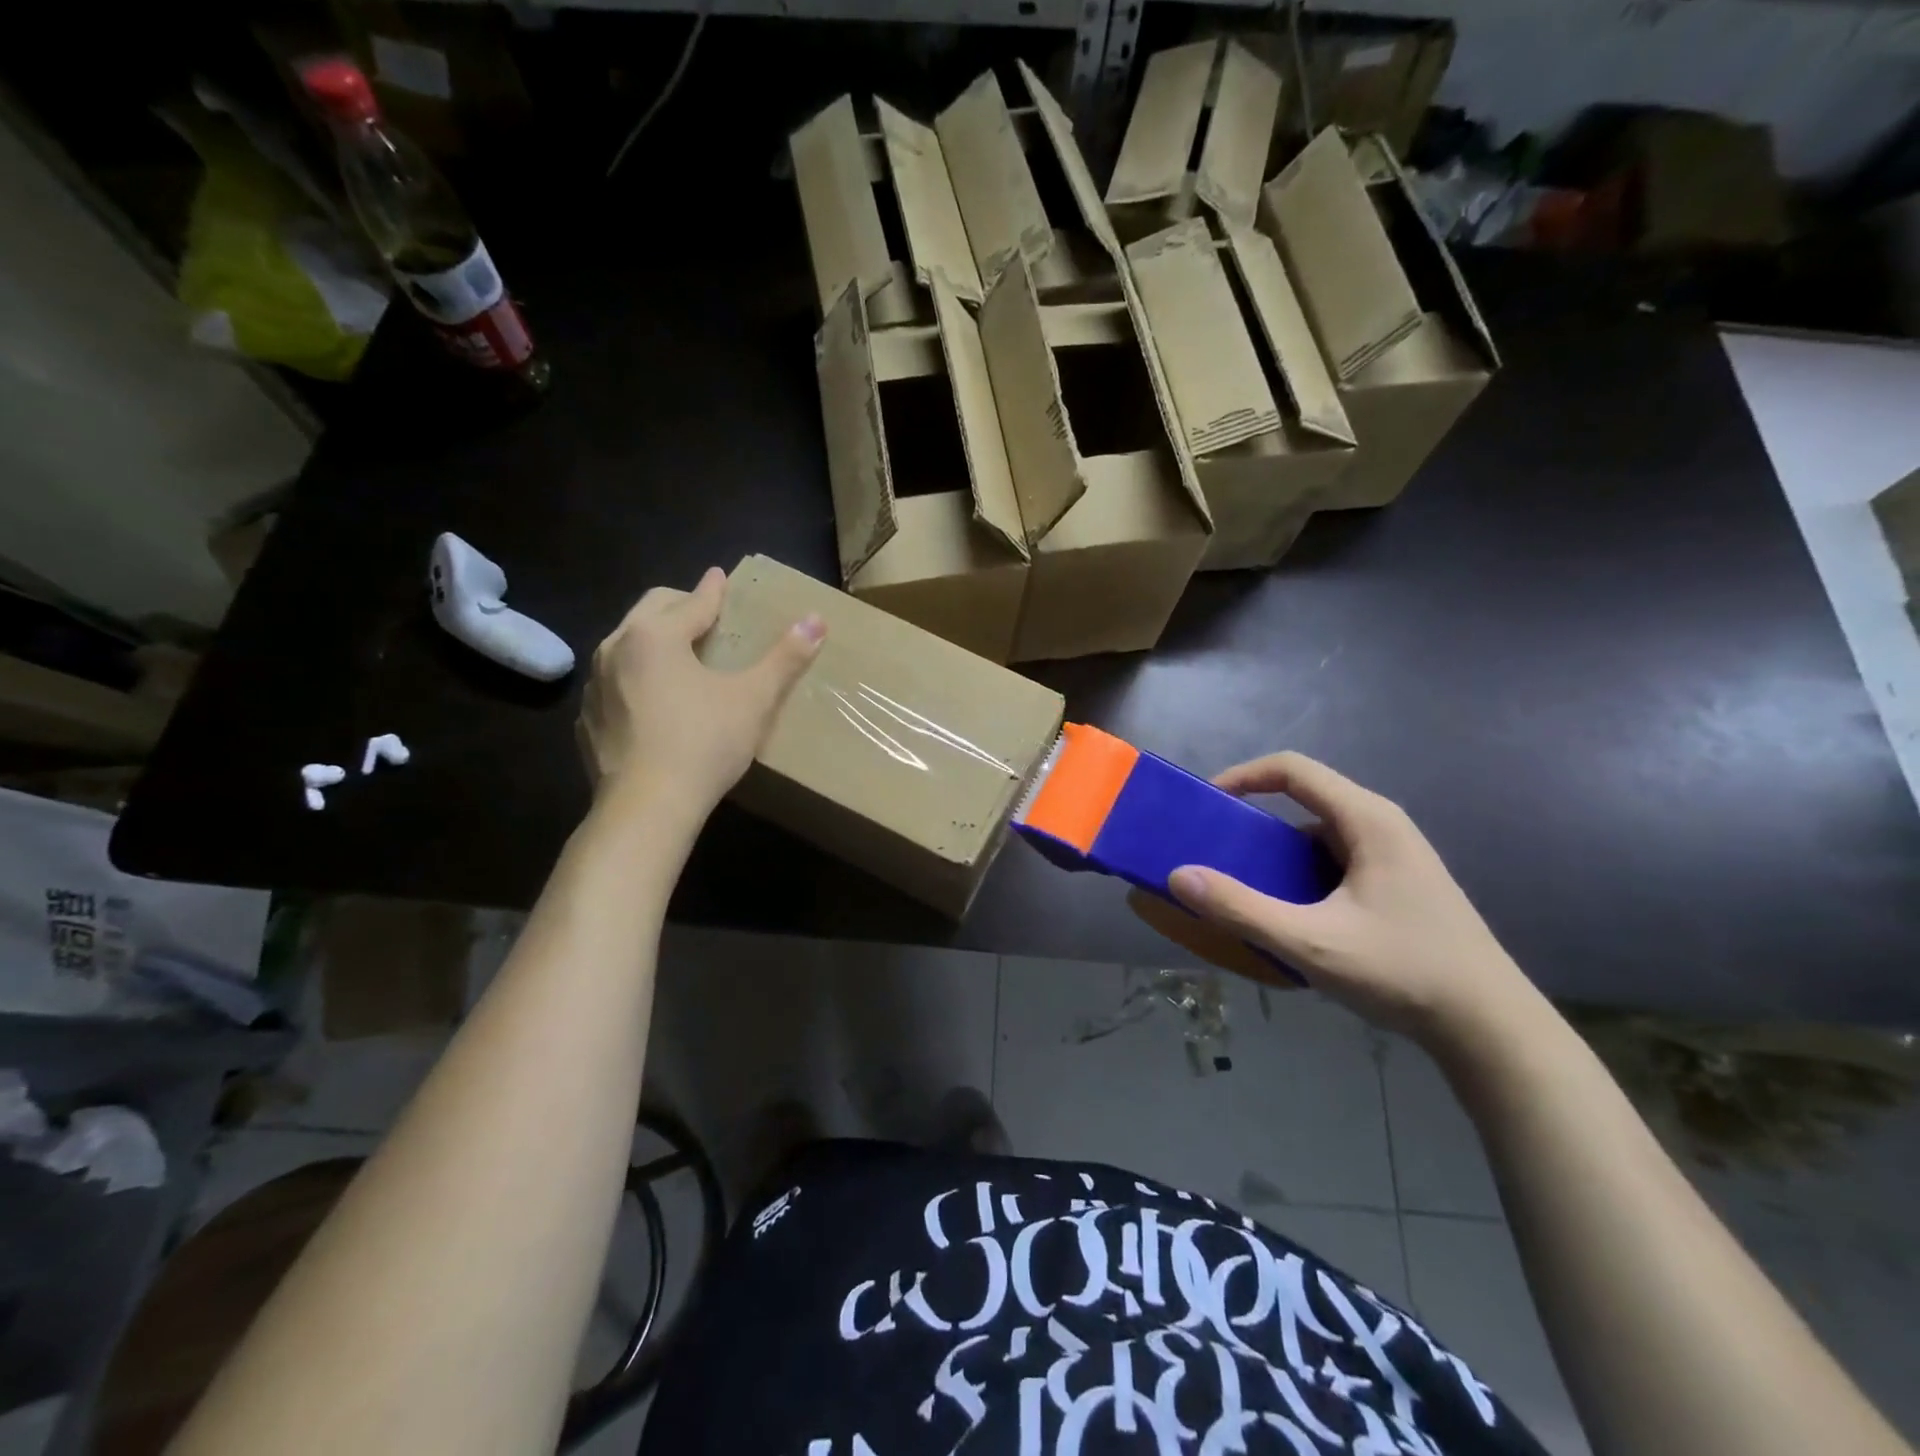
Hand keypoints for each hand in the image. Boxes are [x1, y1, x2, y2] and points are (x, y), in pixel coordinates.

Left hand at [577, 566, 824, 817]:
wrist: (647, 808)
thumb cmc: (704, 743)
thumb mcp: (754, 698)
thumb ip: (785, 658)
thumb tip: (816, 619)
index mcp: (655, 635)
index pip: (692, 602)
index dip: (713, 590)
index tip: (720, 576)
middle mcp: (616, 648)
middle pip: (650, 611)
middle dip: (679, 606)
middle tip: (705, 615)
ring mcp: (595, 686)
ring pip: (626, 646)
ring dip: (653, 641)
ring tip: (680, 657)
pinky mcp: (587, 721)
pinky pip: (614, 685)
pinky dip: (635, 680)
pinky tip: (654, 703)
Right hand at [1167, 752, 1542, 1051]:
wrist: (1492, 1029)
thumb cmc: (1404, 972)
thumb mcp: (1312, 943)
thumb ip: (1241, 909)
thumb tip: (1179, 875)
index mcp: (1367, 820)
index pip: (1292, 769)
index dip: (1242, 775)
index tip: (1205, 803)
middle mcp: (1382, 826)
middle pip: (1303, 801)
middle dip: (1253, 823)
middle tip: (1216, 854)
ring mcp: (1394, 856)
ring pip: (1318, 837)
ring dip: (1277, 856)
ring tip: (1244, 889)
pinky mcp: (1397, 885)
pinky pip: (1334, 863)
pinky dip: (1300, 877)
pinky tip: (1290, 917)